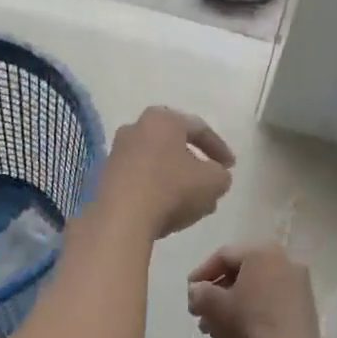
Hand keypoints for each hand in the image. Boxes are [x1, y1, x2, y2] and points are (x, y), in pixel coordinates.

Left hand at [98, 107, 234, 238]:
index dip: (219, 148)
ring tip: (192, 203)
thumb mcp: (213, 182)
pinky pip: (139, 178)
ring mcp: (117, 152)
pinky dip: (156, 190)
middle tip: (210, 182)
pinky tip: (167, 211)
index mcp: (163, 119)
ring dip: (176, 179)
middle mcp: (136, 127)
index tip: (231, 167)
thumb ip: (221, 175)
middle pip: (174, 144)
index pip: (199, 128)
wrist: (121, 218)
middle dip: (195, 164)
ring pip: (156, 163)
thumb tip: (215, 175)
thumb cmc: (172, 190)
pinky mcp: (105, 176)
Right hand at [186, 241, 318, 337]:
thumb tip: (198, 290)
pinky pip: (271, 299)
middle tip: (200, 311)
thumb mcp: (213, 307)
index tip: (189, 293)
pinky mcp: (306, 306)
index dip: (201, 273)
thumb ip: (199, 292)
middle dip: (216, 291)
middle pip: (240, 271)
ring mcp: (299, 284)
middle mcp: (284, 261)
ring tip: (214, 326)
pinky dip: (253, 309)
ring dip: (233, 302)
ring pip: (256, 287)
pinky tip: (239, 329)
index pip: (223, 256)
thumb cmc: (249, 327)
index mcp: (261, 253)